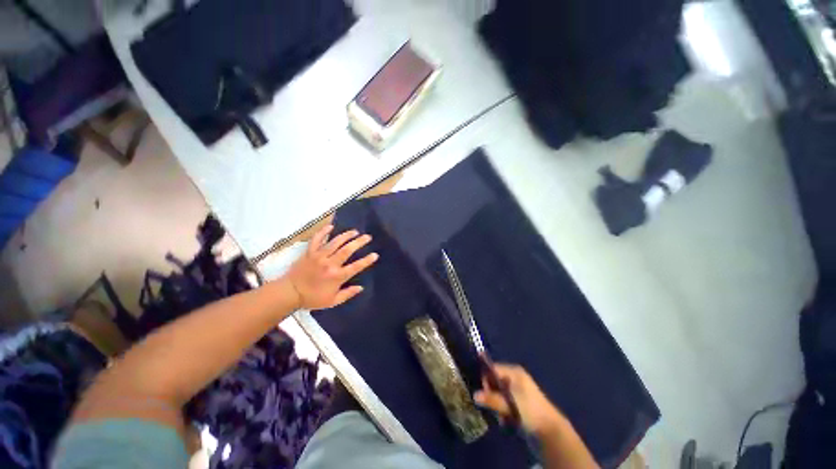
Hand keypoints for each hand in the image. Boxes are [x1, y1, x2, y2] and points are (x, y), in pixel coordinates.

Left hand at [283, 224, 378, 309]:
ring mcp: (319, 256)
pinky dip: (323, 232)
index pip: (356, 266)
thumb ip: (348, 294)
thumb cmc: (312, 298)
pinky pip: (317, 239)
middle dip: (359, 242)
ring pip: (335, 242)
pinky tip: (331, 226)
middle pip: (347, 250)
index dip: (367, 260)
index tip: (375, 254)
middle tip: (367, 237)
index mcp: (337, 276)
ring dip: (346, 235)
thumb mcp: (332, 301)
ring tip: (355, 231)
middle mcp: (330, 264)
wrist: (289, 293)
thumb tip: (361, 287)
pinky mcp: (309, 252)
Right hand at [474, 364, 564, 436]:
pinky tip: (504, 419)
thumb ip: (492, 399)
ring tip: (499, 415)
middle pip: (495, 380)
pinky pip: (504, 401)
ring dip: (496, 403)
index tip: (482, 393)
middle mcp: (514, 377)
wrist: (551, 430)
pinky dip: (502, 409)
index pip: (493, 369)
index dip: (485, 379)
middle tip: (490, 406)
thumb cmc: (530, 411)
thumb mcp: (510, 404)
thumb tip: (474, 395)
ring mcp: (517, 389)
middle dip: (490, 393)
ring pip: (498, 392)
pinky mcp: (519, 401)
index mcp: (514, 372)